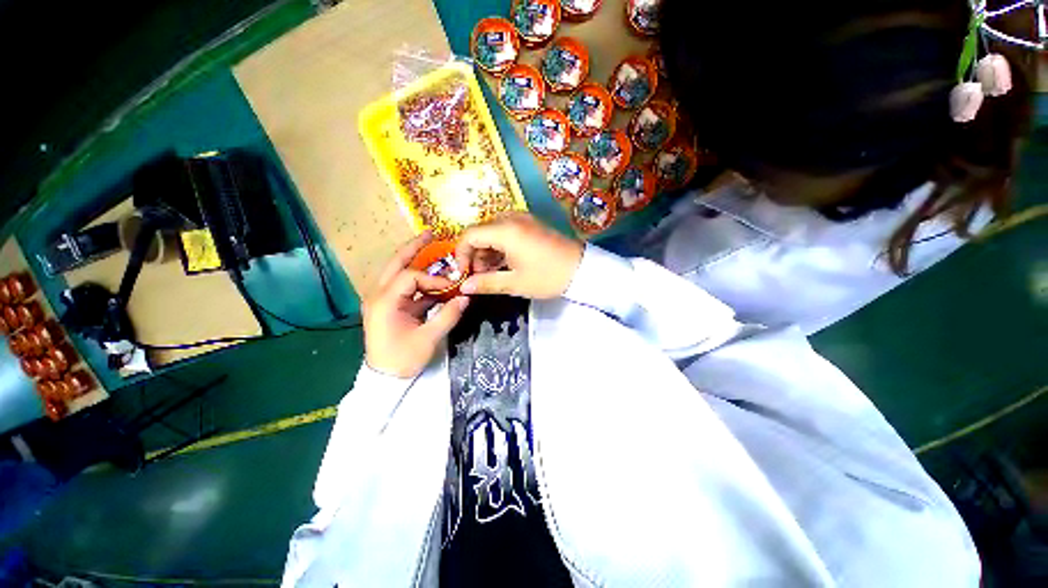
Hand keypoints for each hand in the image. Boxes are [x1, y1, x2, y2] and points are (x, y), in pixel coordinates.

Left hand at [364, 232, 469, 377]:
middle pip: (395, 264)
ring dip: (413, 260)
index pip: (411, 278)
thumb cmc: (402, 359)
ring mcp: (381, 300)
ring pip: (397, 273)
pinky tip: (433, 280)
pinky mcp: (388, 306)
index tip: (453, 288)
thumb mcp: (428, 339)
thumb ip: (448, 316)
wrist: (384, 378)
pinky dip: (418, 281)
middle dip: (413, 248)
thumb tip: (466, 298)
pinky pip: (403, 287)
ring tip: (430, 247)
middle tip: (430, 234)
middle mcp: (378, 295)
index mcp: (385, 302)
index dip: (434, 279)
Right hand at [455, 212, 583, 298]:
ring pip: (493, 233)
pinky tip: (504, 265)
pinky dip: (500, 248)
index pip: (470, 235)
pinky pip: (506, 232)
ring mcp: (523, 220)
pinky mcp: (531, 225)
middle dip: (474, 255)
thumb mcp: (516, 283)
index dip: (460, 254)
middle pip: (481, 232)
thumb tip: (464, 287)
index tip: (462, 273)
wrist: (582, 269)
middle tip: (478, 277)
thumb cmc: (548, 276)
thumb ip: (487, 283)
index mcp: (506, 231)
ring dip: (487, 252)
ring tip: (491, 274)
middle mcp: (512, 219)